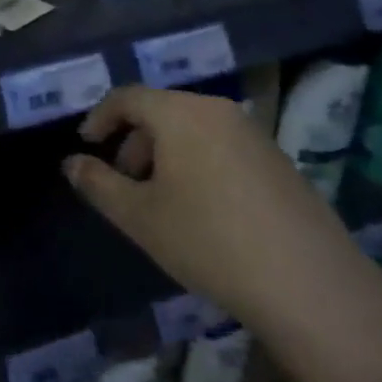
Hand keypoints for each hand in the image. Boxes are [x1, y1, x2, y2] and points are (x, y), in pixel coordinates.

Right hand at [63, 86, 381, 381]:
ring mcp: (253, 133)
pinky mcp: (278, 159)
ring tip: (160, 201)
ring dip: (165, 154)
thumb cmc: (209, 241)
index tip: (86, 146)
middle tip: (123, 183)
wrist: (310, 285)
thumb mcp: (140, 217)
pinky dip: (197, 162)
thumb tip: (71, 163)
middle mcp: (217, 110)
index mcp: (181, 113)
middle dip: (133, 142)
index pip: (128, 97)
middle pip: (161, 110)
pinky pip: (221, 145)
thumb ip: (98, 184)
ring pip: (192, 128)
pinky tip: (203, 210)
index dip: (100, 118)